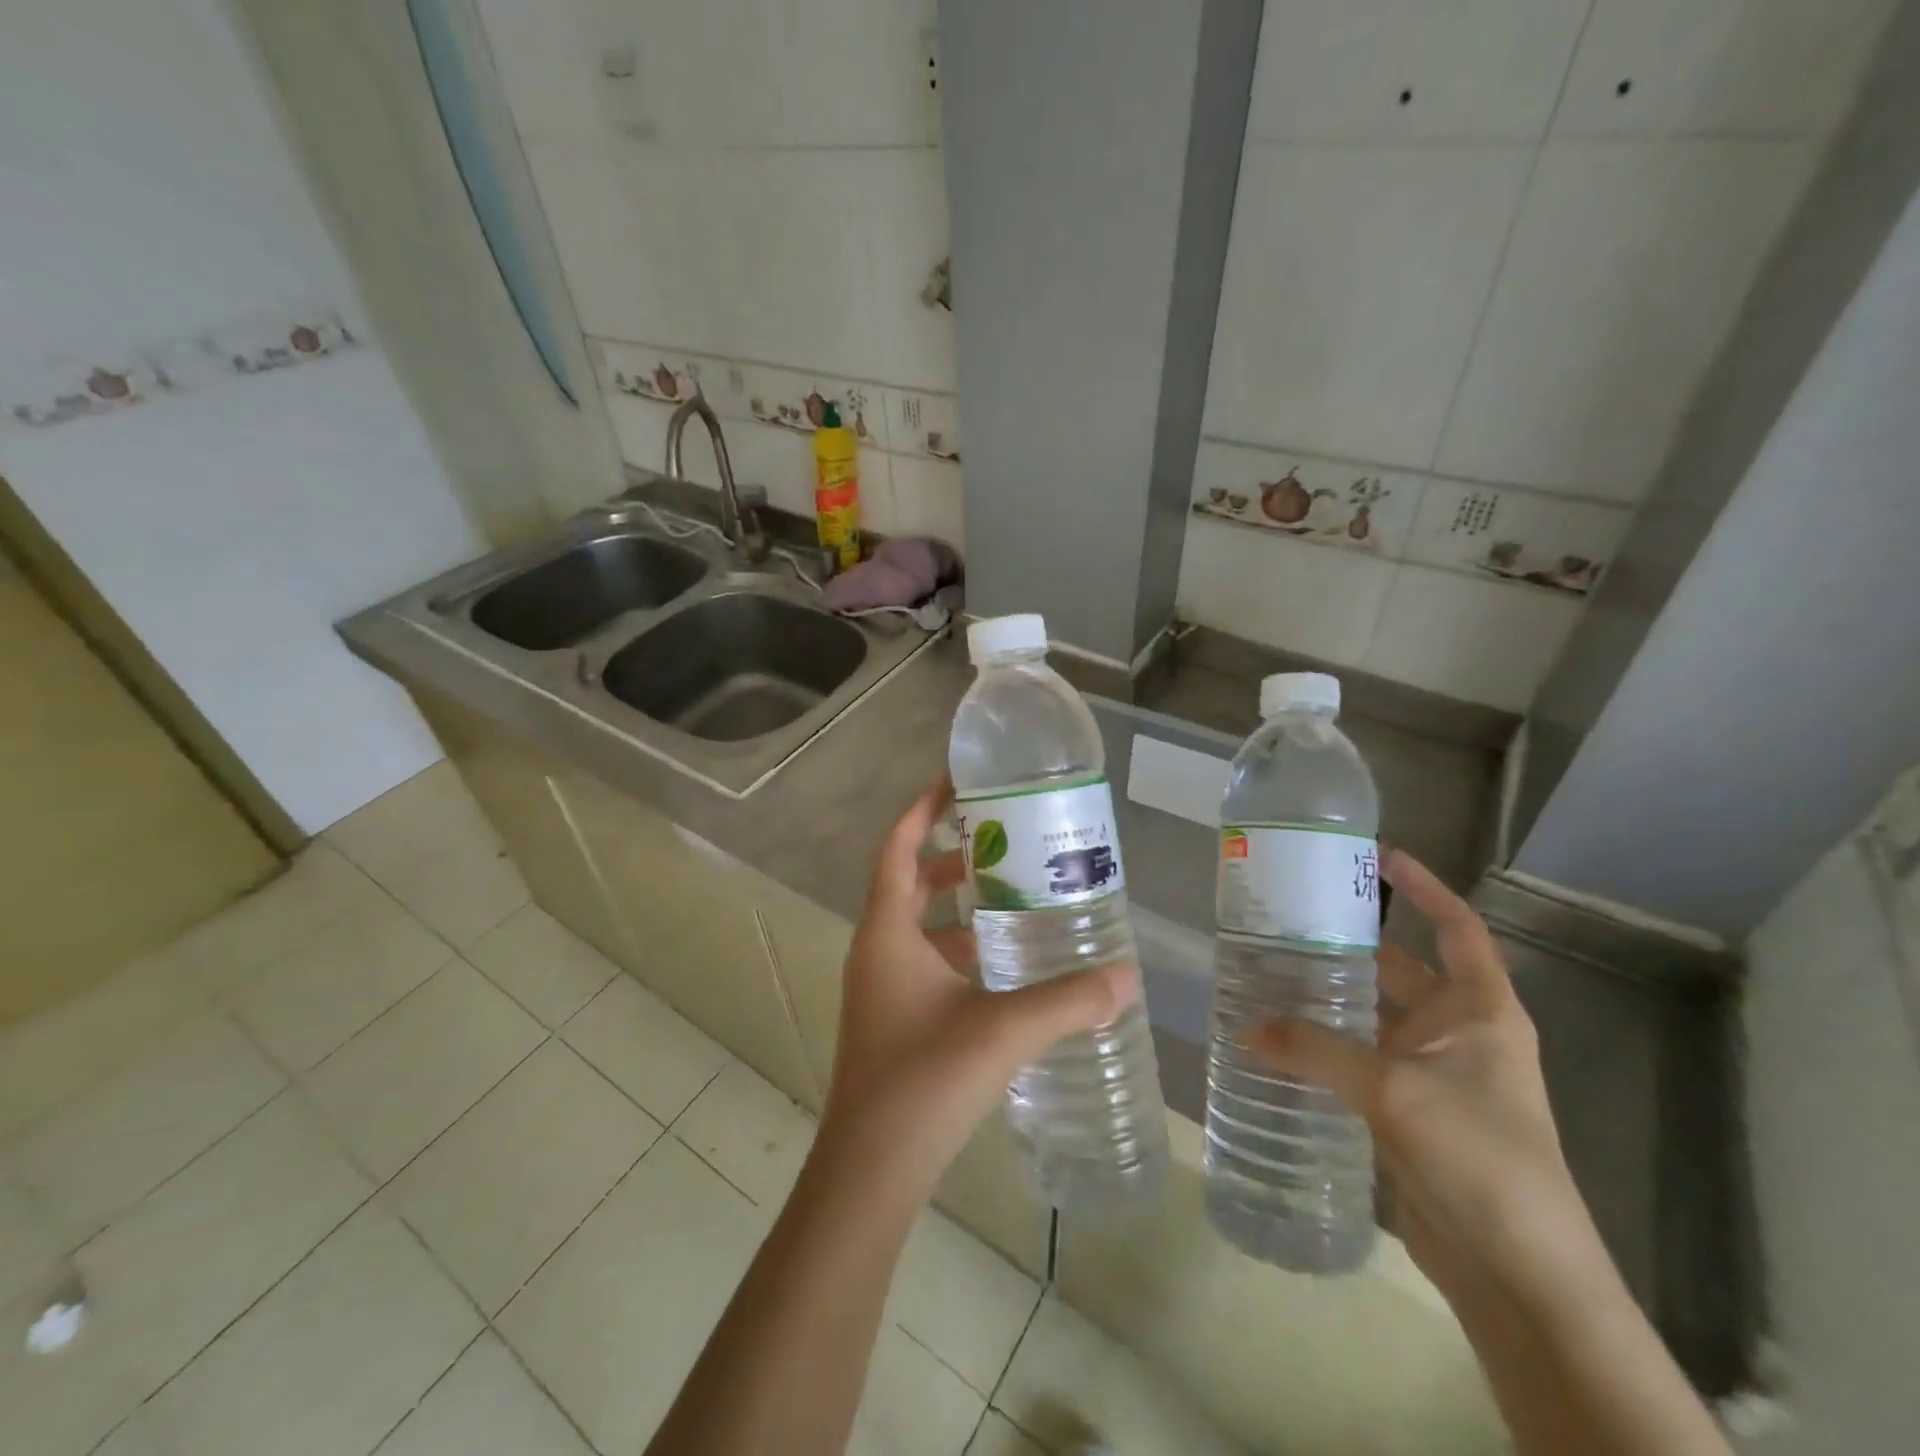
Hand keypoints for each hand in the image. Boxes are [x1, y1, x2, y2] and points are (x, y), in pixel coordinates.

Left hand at [816, 778, 1138, 1195]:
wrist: (870, 1170)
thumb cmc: (924, 1082)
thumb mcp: (1003, 1031)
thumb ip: (1068, 1001)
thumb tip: (1128, 976)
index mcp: (887, 933)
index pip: (897, 848)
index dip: (921, 810)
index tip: (955, 783)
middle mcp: (876, 950)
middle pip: (907, 881)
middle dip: (949, 856)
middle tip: (1002, 841)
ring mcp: (880, 987)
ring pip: (916, 924)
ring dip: (955, 906)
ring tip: (1012, 895)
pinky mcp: (892, 1018)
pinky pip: (923, 961)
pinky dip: (957, 949)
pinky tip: (1001, 967)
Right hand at [1250, 850, 1598, 1304]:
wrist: (1520, 1274)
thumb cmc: (1479, 1158)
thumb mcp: (1394, 1091)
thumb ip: (1316, 1051)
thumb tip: (1245, 1027)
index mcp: (1479, 1010)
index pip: (1457, 928)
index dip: (1425, 888)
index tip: (1379, 857)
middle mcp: (1457, 1032)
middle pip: (1400, 968)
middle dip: (1349, 942)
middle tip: (1289, 918)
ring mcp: (1431, 1073)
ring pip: (1371, 1016)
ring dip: (1329, 997)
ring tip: (1268, 969)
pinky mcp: (1407, 1110)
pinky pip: (1357, 1059)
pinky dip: (1323, 1045)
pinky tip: (1278, 1037)